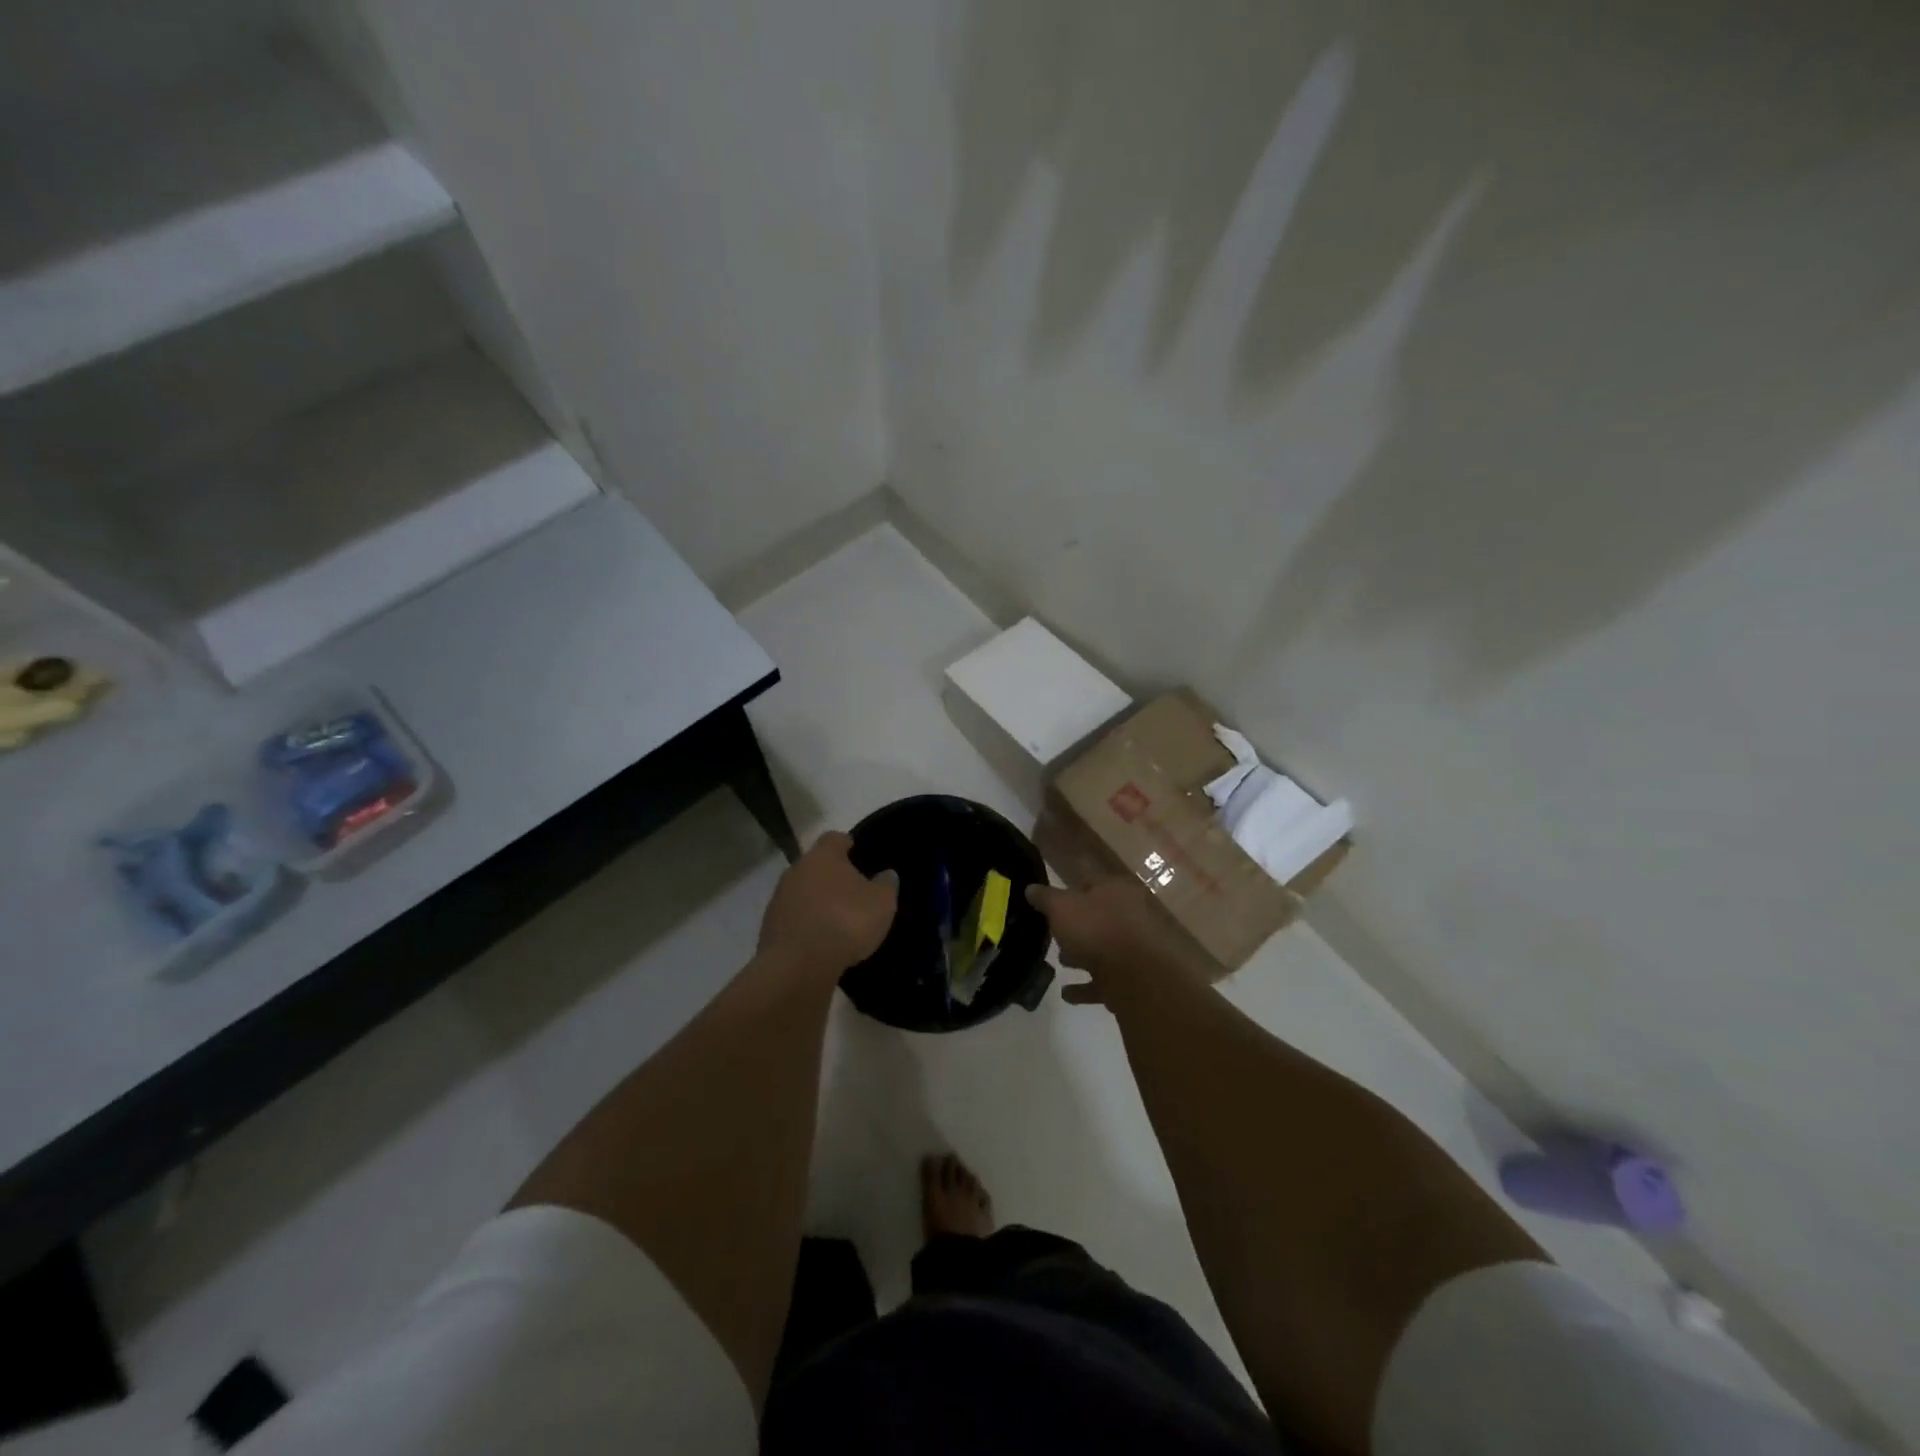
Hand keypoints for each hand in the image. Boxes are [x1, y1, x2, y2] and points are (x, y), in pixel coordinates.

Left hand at [757, 831, 897, 982]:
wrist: (798, 965)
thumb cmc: (845, 922)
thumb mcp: (881, 903)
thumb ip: (886, 885)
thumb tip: (887, 874)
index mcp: (823, 856)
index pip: (835, 838)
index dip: (847, 844)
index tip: (857, 853)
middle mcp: (797, 869)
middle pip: (816, 864)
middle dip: (831, 875)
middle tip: (851, 890)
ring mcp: (779, 897)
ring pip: (802, 891)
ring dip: (816, 900)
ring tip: (836, 918)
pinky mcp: (769, 926)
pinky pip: (793, 917)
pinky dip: (805, 922)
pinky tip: (820, 938)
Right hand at [1025, 877, 1205, 1006]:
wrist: (1137, 976)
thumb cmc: (1097, 929)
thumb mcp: (1061, 907)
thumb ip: (1045, 898)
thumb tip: (1030, 888)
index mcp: (1117, 889)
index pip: (1090, 882)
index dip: (1068, 890)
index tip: (1049, 902)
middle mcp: (1131, 914)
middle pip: (1098, 917)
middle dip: (1075, 926)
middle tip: (1052, 934)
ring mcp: (1136, 948)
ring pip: (1104, 948)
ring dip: (1082, 956)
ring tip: (1060, 962)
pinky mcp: (1135, 979)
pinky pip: (1105, 980)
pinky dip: (1086, 986)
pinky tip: (1067, 993)